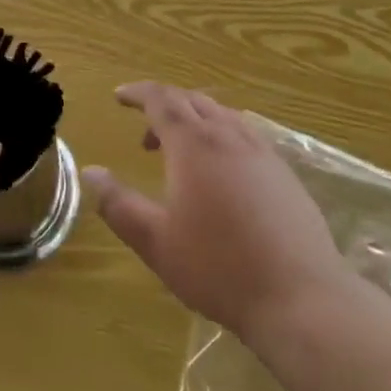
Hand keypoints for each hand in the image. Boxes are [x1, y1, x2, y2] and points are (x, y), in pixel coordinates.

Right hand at [84, 82, 350, 346]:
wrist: (300, 297)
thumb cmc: (218, 268)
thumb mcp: (156, 241)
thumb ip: (118, 204)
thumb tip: (90, 172)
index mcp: (194, 144)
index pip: (161, 99)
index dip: (138, 93)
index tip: (119, 96)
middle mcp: (229, 136)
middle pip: (192, 101)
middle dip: (164, 107)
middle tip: (145, 135)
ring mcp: (262, 152)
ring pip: (222, 115)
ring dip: (194, 121)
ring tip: (181, 155)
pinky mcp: (284, 173)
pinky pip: (245, 135)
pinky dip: (222, 137)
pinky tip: (222, 175)